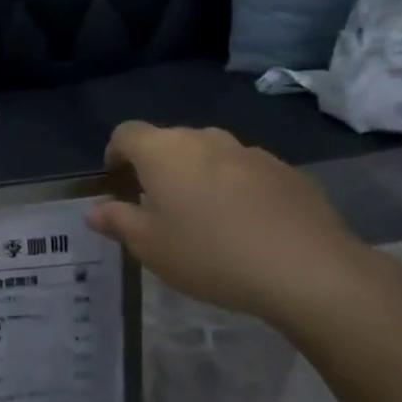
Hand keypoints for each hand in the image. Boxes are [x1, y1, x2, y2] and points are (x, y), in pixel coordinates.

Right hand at [88, 122, 399, 328]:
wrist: (307, 269)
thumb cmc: (211, 256)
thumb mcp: (151, 248)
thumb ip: (119, 223)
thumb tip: (95, 211)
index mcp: (164, 153)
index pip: (126, 133)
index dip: (115, 153)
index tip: (116, 181)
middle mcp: (205, 140)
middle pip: (170, 140)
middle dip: (157, 165)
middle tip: (156, 205)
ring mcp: (250, 151)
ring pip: (210, 153)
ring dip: (197, 175)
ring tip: (203, 216)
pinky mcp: (286, 170)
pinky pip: (246, 170)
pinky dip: (234, 186)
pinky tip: (245, 224)